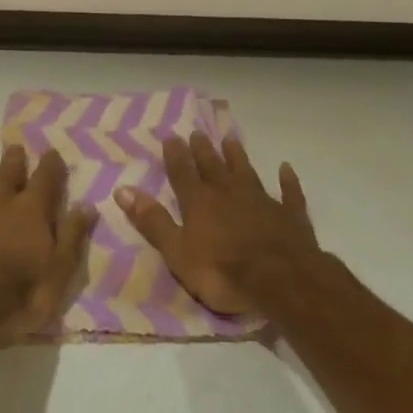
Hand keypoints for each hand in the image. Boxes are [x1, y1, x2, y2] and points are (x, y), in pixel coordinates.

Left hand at [0, 145, 96, 339]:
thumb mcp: (59, 270)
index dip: (51, 164)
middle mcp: (0, 200)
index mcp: (31, 209)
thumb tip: (88, 205)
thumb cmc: (20, 292)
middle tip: (15, 148)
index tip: (52, 152)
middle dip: (14, 159)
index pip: (45, 178)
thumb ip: (72, 235)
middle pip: (8, 172)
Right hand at [115, 132, 318, 314]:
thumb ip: (153, 221)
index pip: (183, 173)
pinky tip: (286, 168)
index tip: (172, 136)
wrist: (281, 281)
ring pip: (247, 172)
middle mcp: (228, 193)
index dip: (176, 155)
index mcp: (199, 202)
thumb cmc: (222, 272)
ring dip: (238, 156)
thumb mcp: (177, 252)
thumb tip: (122, 189)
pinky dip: (287, 180)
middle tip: (197, 132)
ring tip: (231, 139)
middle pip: (213, 166)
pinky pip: (288, 193)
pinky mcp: (290, 215)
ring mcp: (262, 201)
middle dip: (203, 150)